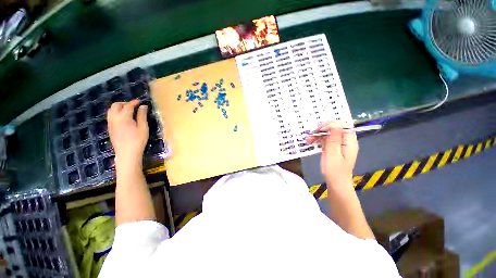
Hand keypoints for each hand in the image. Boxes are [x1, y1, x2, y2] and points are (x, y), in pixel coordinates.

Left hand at [107, 100, 148, 166]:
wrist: (127, 153)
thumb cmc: (138, 140)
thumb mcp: (143, 127)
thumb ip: (142, 115)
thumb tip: (143, 106)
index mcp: (124, 117)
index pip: (128, 106)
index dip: (134, 102)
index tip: (140, 101)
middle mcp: (114, 118)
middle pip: (116, 105)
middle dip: (124, 103)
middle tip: (133, 105)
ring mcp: (110, 123)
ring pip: (111, 110)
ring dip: (118, 107)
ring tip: (128, 110)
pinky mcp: (110, 128)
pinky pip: (110, 116)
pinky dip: (116, 113)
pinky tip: (123, 118)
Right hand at [306, 121, 357, 186]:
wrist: (335, 183)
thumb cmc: (335, 170)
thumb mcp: (333, 153)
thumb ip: (334, 138)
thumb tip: (336, 123)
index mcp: (349, 142)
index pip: (344, 126)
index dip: (332, 124)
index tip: (321, 129)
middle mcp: (345, 141)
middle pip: (336, 128)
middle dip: (323, 128)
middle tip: (313, 132)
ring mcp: (338, 144)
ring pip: (329, 134)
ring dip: (318, 134)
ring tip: (308, 138)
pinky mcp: (332, 148)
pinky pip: (326, 140)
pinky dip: (318, 139)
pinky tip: (311, 141)